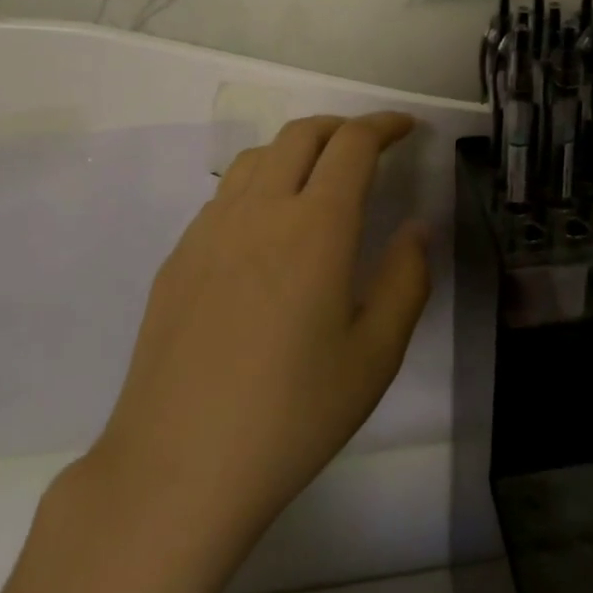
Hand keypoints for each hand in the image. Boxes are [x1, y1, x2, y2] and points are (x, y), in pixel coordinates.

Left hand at [75, 111, 431, 549]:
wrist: (177, 467)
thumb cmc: (292, 415)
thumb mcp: (375, 356)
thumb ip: (406, 279)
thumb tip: (416, 228)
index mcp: (316, 226)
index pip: (353, 144)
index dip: (384, 124)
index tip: (406, 127)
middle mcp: (261, 209)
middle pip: (302, 133)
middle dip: (342, 127)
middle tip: (368, 147)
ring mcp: (211, 229)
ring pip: (258, 156)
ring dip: (297, 149)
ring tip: (318, 179)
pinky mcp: (180, 256)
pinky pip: (226, 194)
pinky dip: (259, 184)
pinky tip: (266, 230)